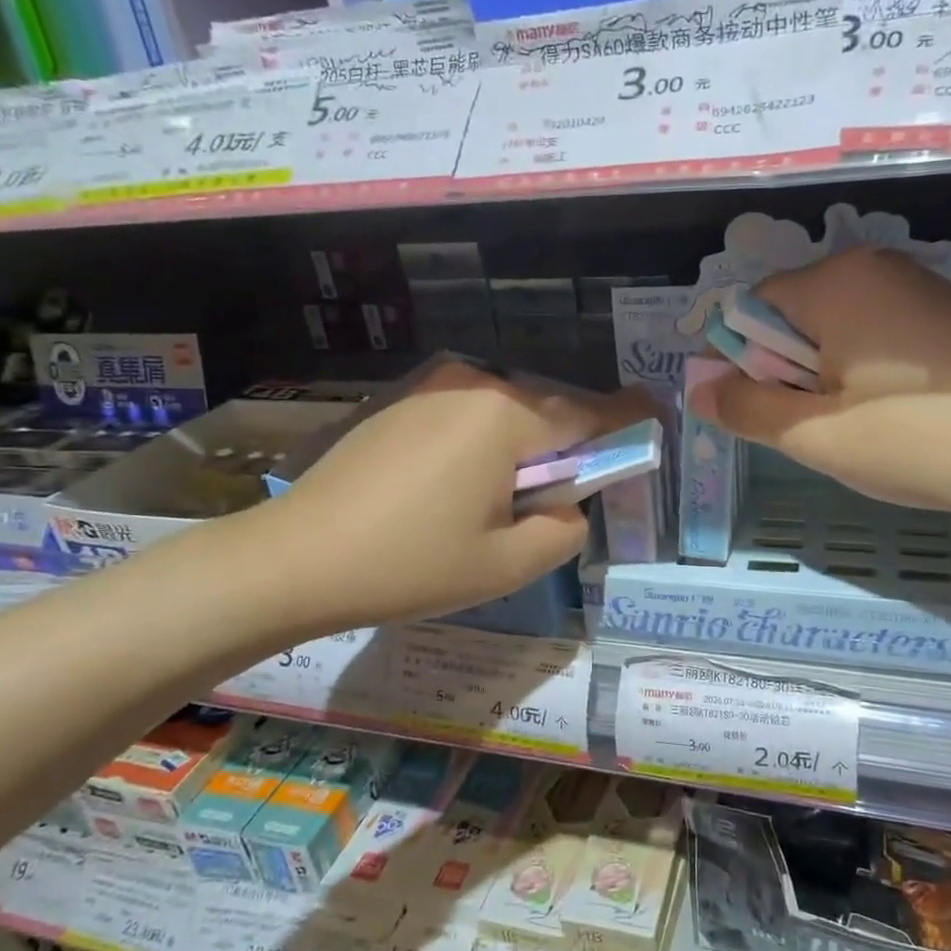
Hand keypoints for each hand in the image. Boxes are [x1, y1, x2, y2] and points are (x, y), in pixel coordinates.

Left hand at [245, 359, 654, 637]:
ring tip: (493, 508)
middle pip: (546, 413)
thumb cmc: (410, 564)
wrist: (294, 558)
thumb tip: (569, 506)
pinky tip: (452, 493)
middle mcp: (473, 385)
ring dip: (520, 452)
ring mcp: (431, 389)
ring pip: (505, 416)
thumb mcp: (506, 565)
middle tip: (554, 505)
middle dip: (564, 451)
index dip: (628, 421)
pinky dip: (482, 448)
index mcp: (508, 416)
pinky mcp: (400, 405)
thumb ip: (563, 530)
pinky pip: (466, 419)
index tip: (656, 418)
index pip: (590, 415)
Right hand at [692, 247, 950, 508]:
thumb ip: (745, 407)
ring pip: (834, 331)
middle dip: (789, 372)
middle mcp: (875, 267)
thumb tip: (696, 387)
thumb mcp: (815, 434)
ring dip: (826, 379)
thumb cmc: (917, 439)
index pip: (751, 309)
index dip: (745, 364)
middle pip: (793, 317)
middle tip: (821, 428)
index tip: (771, 414)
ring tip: (862, 427)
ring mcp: (917, 288)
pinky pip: (876, 336)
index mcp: (835, 281)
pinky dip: (865, 373)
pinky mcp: (946, 315)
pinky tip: (896, 415)